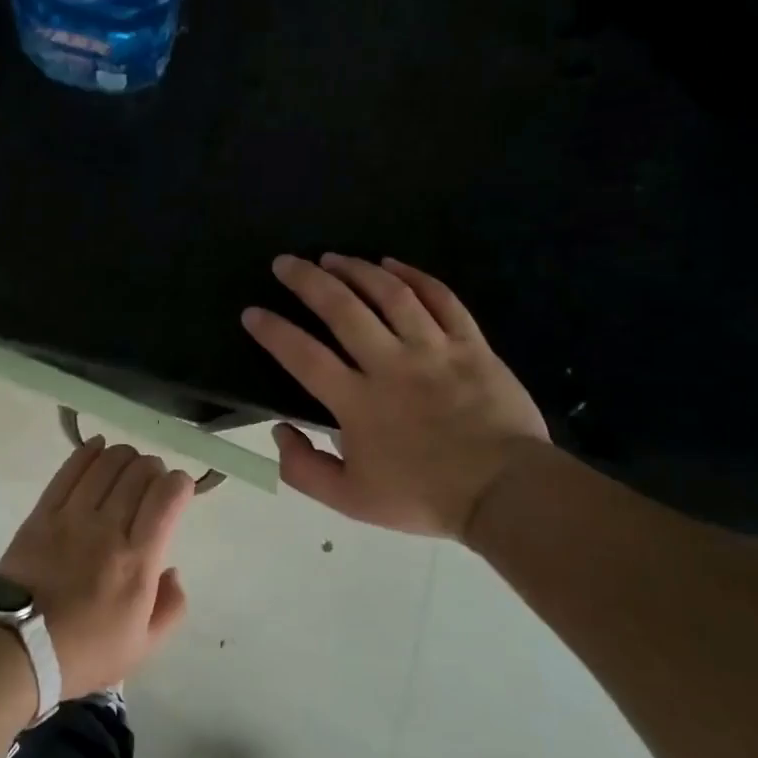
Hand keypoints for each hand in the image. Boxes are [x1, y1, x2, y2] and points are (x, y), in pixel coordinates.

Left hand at [0, 440, 194, 699]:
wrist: (15, 650)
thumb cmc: (83, 653)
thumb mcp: (142, 647)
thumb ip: (171, 607)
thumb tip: (173, 570)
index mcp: (138, 561)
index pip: (167, 497)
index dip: (180, 484)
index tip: (180, 491)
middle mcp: (108, 529)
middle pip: (139, 472)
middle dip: (154, 468)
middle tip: (153, 482)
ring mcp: (72, 516)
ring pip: (107, 464)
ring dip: (125, 456)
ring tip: (128, 465)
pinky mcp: (43, 513)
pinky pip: (70, 470)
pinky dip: (89, 452)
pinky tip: (99, 447)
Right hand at [241, 254, 549, 538]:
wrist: (505, 492)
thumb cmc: (424, 497)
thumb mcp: (350, 501)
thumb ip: (304, 469)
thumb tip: (280, 430)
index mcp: (357, 402)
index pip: (303, 356)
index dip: (273, 331)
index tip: (252, 312)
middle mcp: (390, 365)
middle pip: (342, 309)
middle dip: (307, 280)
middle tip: (285, 262)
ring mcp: (434, 349)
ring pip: (390, 294)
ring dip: (356, 269)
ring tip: (332, 256)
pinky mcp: (470, 344)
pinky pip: (441, 299)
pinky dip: (415, 276)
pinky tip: (392, 264)